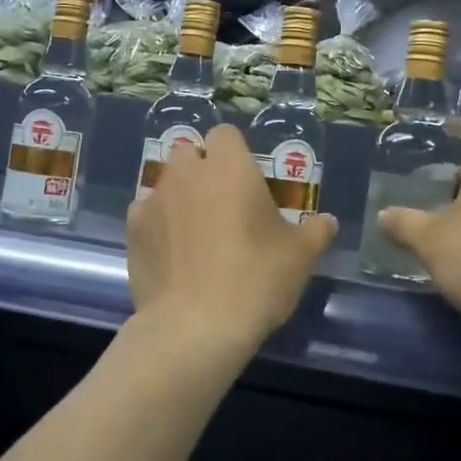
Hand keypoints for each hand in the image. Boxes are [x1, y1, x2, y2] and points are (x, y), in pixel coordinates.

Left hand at [125, 124, 336, 373]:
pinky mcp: (133, 230)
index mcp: (230, 167)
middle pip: (189, 152)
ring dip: (179, 196)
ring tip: (195, 232)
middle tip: (221, 203)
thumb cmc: (256, 279)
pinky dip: (157, 224)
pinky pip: (146, 213)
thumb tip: (327, 222)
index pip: (225, 134)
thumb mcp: (300, 257)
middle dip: (202, 169)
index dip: (235, 152)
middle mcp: (188, 173)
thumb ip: (315, 232)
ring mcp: (154, 200)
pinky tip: (171, 253)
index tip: (247, 180)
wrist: (195, 326)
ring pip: (166, 182)